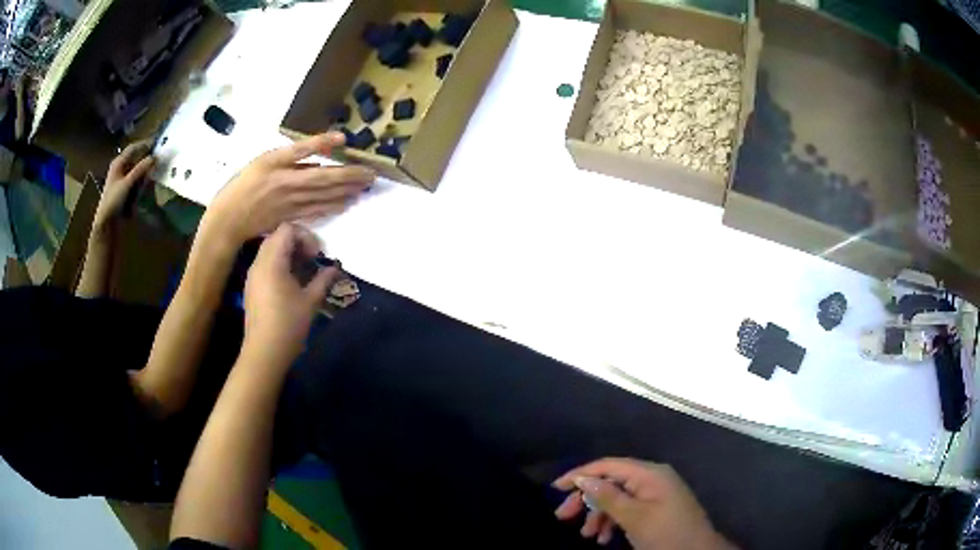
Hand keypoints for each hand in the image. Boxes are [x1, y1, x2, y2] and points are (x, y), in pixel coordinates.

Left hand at [94, 141, 154, 235]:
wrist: (106, 222)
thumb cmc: (113, 200)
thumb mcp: (127, 183)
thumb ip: (140, 169)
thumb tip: (155, 157)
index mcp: (118, 162)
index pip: (133, 148)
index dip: (145, 144)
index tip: (158, 143)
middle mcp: (120, 168)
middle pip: (136, 158)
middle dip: (146, 159)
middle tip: (159, 159)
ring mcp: (122, 179)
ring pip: (137, 170)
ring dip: (145, 171)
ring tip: (154, 172)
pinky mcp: (124, 189)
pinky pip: (136, 181)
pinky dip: (142, 181)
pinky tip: (147, 185)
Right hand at [201, 132, 373, 248]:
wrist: (229, 219)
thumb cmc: (244, 183)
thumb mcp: (269, 158)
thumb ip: (301, 150)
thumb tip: (333, 141)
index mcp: (292, 176)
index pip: (328, 173)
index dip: (349, 171)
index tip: (367, 166)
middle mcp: (298, 194)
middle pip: (331, 188)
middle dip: (353, 183)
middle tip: (373, 178)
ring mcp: (295, 209)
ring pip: (326, 201)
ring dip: (346, 195)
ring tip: (364, 190)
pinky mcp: (290, 220)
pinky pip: (315, 213)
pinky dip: (331, 209)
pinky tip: (343, 206)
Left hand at [243, 223, 337, 368]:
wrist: (264, 351)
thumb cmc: (289, 324)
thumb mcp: (311, 301)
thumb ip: (323, 279)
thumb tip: (335, 268)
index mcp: (272, 261)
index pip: (287, 230)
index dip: (305, 236)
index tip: (317, 255)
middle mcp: (259, 263)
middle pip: (277, 237)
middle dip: (297, 243)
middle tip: (312, 260)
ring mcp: (252, 275)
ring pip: (270, 250)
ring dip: (288, 254)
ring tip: (303, 272)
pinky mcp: (251, 287)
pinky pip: (265, 264)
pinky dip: (279, 265)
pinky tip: (290, 284)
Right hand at [553, 458, 733, 549]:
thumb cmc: (666, 533)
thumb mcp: (634, 517)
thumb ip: (608, 497)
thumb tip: (584, 479)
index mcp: (649, 474)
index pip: (608, 465)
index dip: (580, 474)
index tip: (556, 488)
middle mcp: (652, 478)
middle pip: (611, 481)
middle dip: (586, 499)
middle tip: (562, 516)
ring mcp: (655, 493)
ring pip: (617, 498)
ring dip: (598, 515)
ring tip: (587, 535)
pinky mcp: (656, 507)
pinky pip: (628, 508)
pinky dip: (613, 521)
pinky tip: (604, 538)